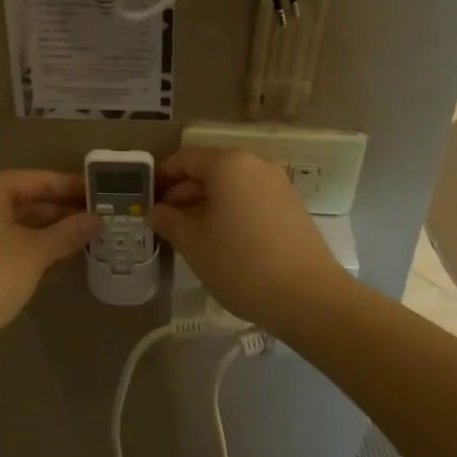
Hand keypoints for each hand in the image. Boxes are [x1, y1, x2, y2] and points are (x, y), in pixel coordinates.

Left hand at [0, 170, 97, 353]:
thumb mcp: (35, 252)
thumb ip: (68, 232)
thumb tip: (97, 220)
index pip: (38, 179)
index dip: (71, 186)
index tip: (101, 191)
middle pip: (26, 198)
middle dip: (62, 210)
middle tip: (100, 216)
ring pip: (16, 221)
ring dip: (49, 229)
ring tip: (87, 235)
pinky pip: (5, 238)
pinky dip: (30, 244)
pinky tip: (60, 254)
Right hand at [149, 148, 352, 336]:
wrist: (310, 297)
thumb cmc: (241, 263)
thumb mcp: (194, 243)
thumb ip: (169, 221)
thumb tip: (155, 211)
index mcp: (228, 164)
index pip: (185, 159)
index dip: (162, 177)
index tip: (146, 199)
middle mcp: (255, 165)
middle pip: (210, 170)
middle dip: (183, 193)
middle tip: (162, 220)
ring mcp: (277, 185)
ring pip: (231, 187)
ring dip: (205, 204)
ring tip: (187, 234)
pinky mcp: (291, 207)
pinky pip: (250, 199)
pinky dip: (230, 212)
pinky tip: (219, 240)